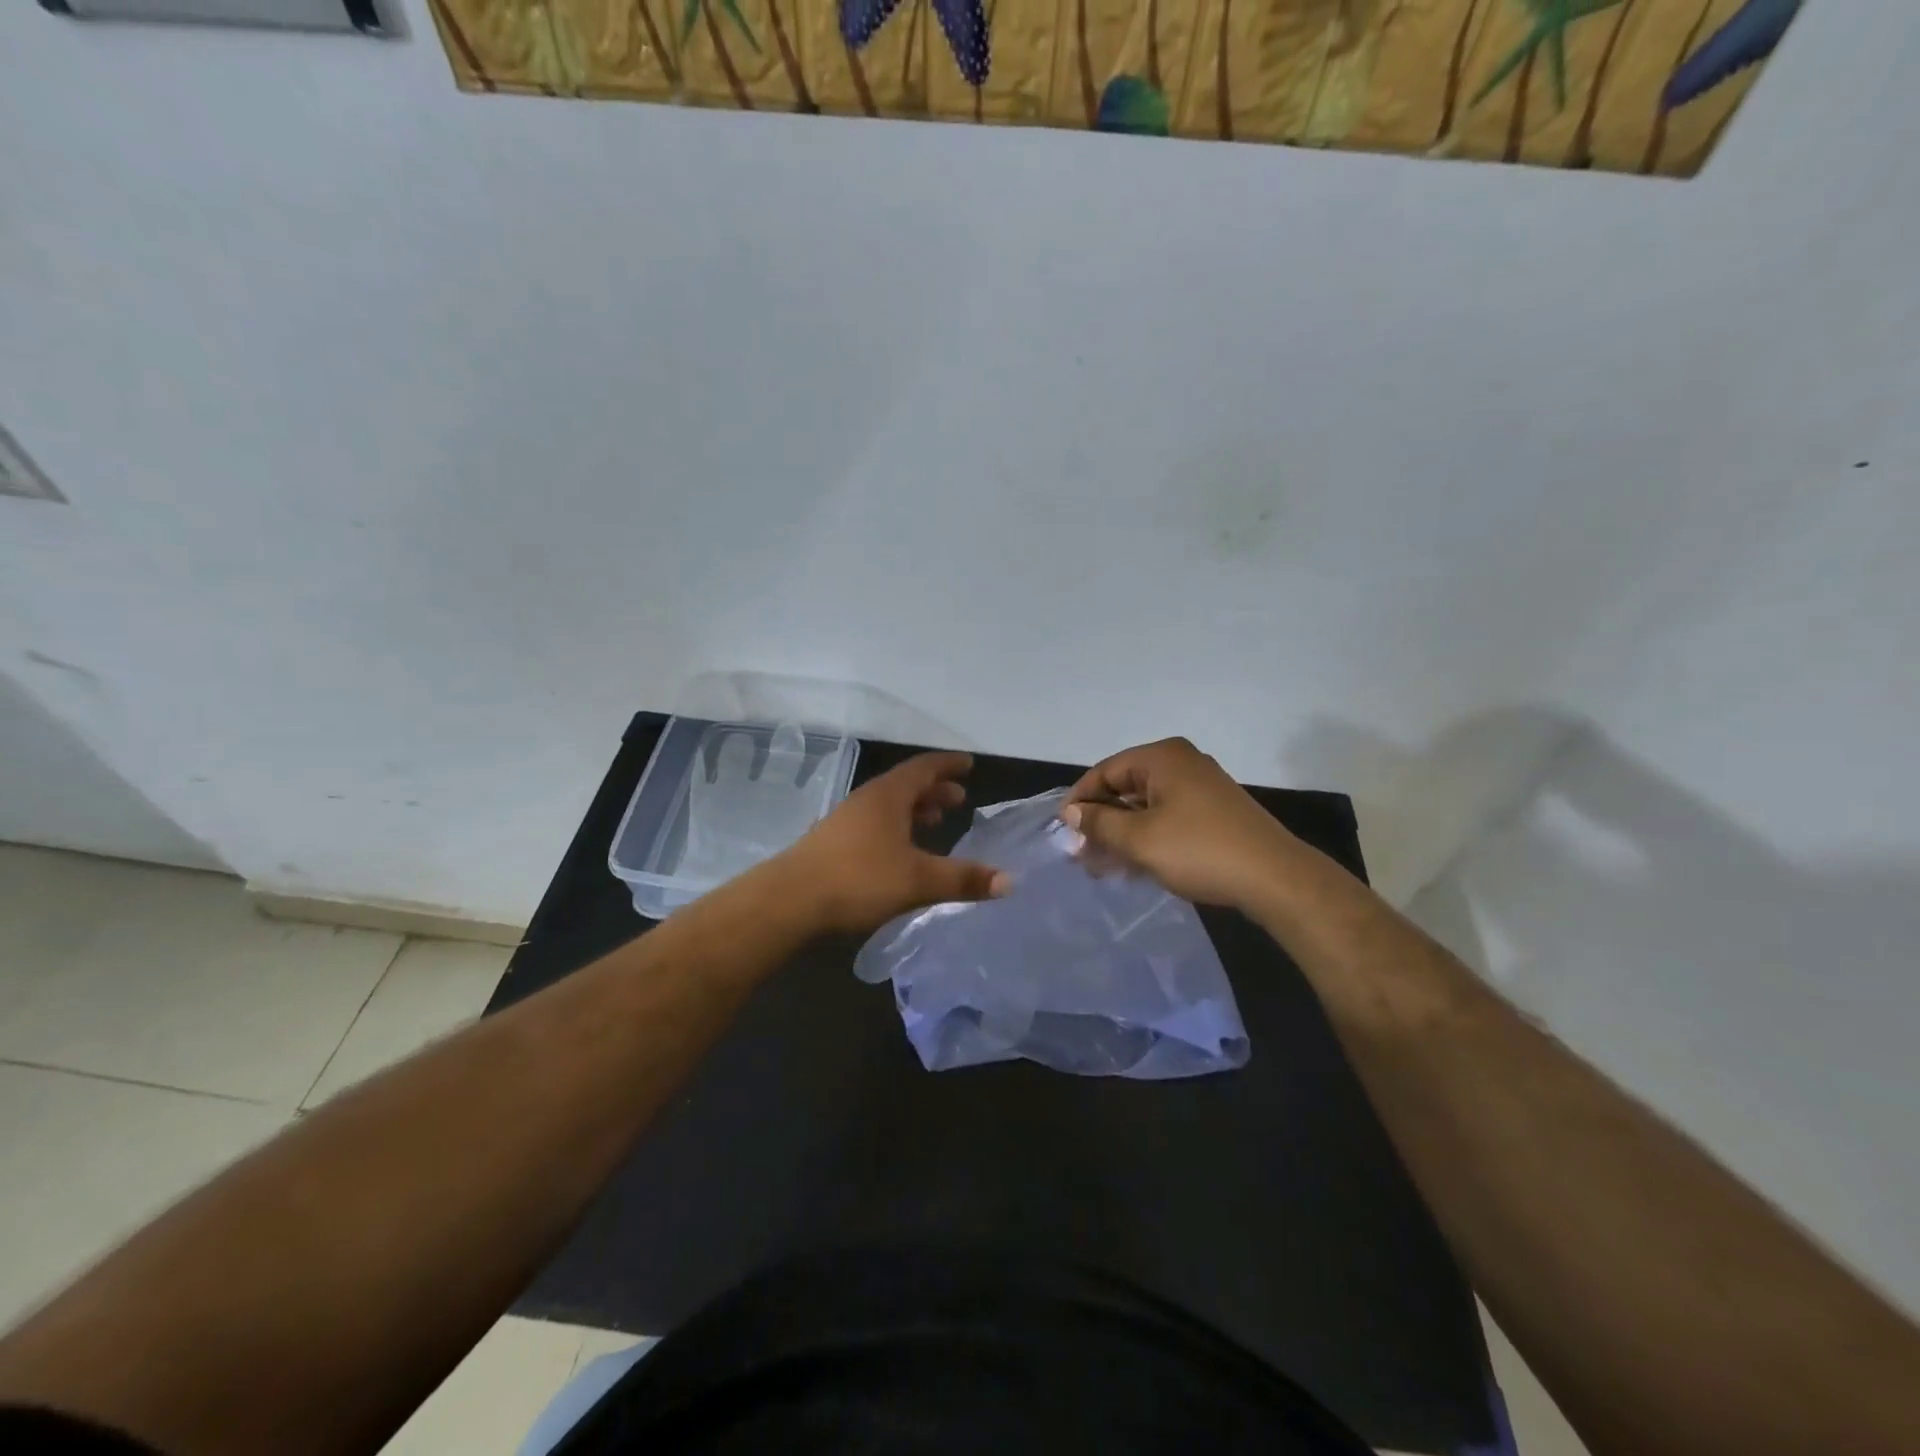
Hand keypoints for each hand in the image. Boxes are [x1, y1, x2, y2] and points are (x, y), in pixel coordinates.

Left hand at [774, 752, 1009, 935]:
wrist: (788, 901)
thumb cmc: (858, 879)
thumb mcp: (918, 881)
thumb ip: (963, 879)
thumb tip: (1010, 881)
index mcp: (887, 796)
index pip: (924, 768)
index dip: (948, 765)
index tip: (969, 764)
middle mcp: (866, 801)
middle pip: (905, 785)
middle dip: (934, 790)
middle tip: (959, 801)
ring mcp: (845, 821)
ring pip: (888, 806)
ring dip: (914, 810)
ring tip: (934, 823)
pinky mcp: (832, 844)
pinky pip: (874, 824)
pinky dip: (896, 828)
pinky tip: (900, 853)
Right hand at [1061, 738, 1299, 908]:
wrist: (1274, 878)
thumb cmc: (1199, 851)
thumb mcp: (1139, 839)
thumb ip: (1100, 823)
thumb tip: (1072, 813)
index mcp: (1162, 758)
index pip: (1105, 770)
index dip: (1080, 799)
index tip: (1063, 830)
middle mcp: (1181, 763)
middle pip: (1125, 786)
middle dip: (1101, 820)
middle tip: (1080, 853)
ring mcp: (1201, 786)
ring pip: (1146, 805)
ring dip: (1122, 832)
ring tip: (1102, 865)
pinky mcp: (1214, 811)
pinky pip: (1167, 816)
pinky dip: (1147, 836)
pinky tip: (1133, 864)